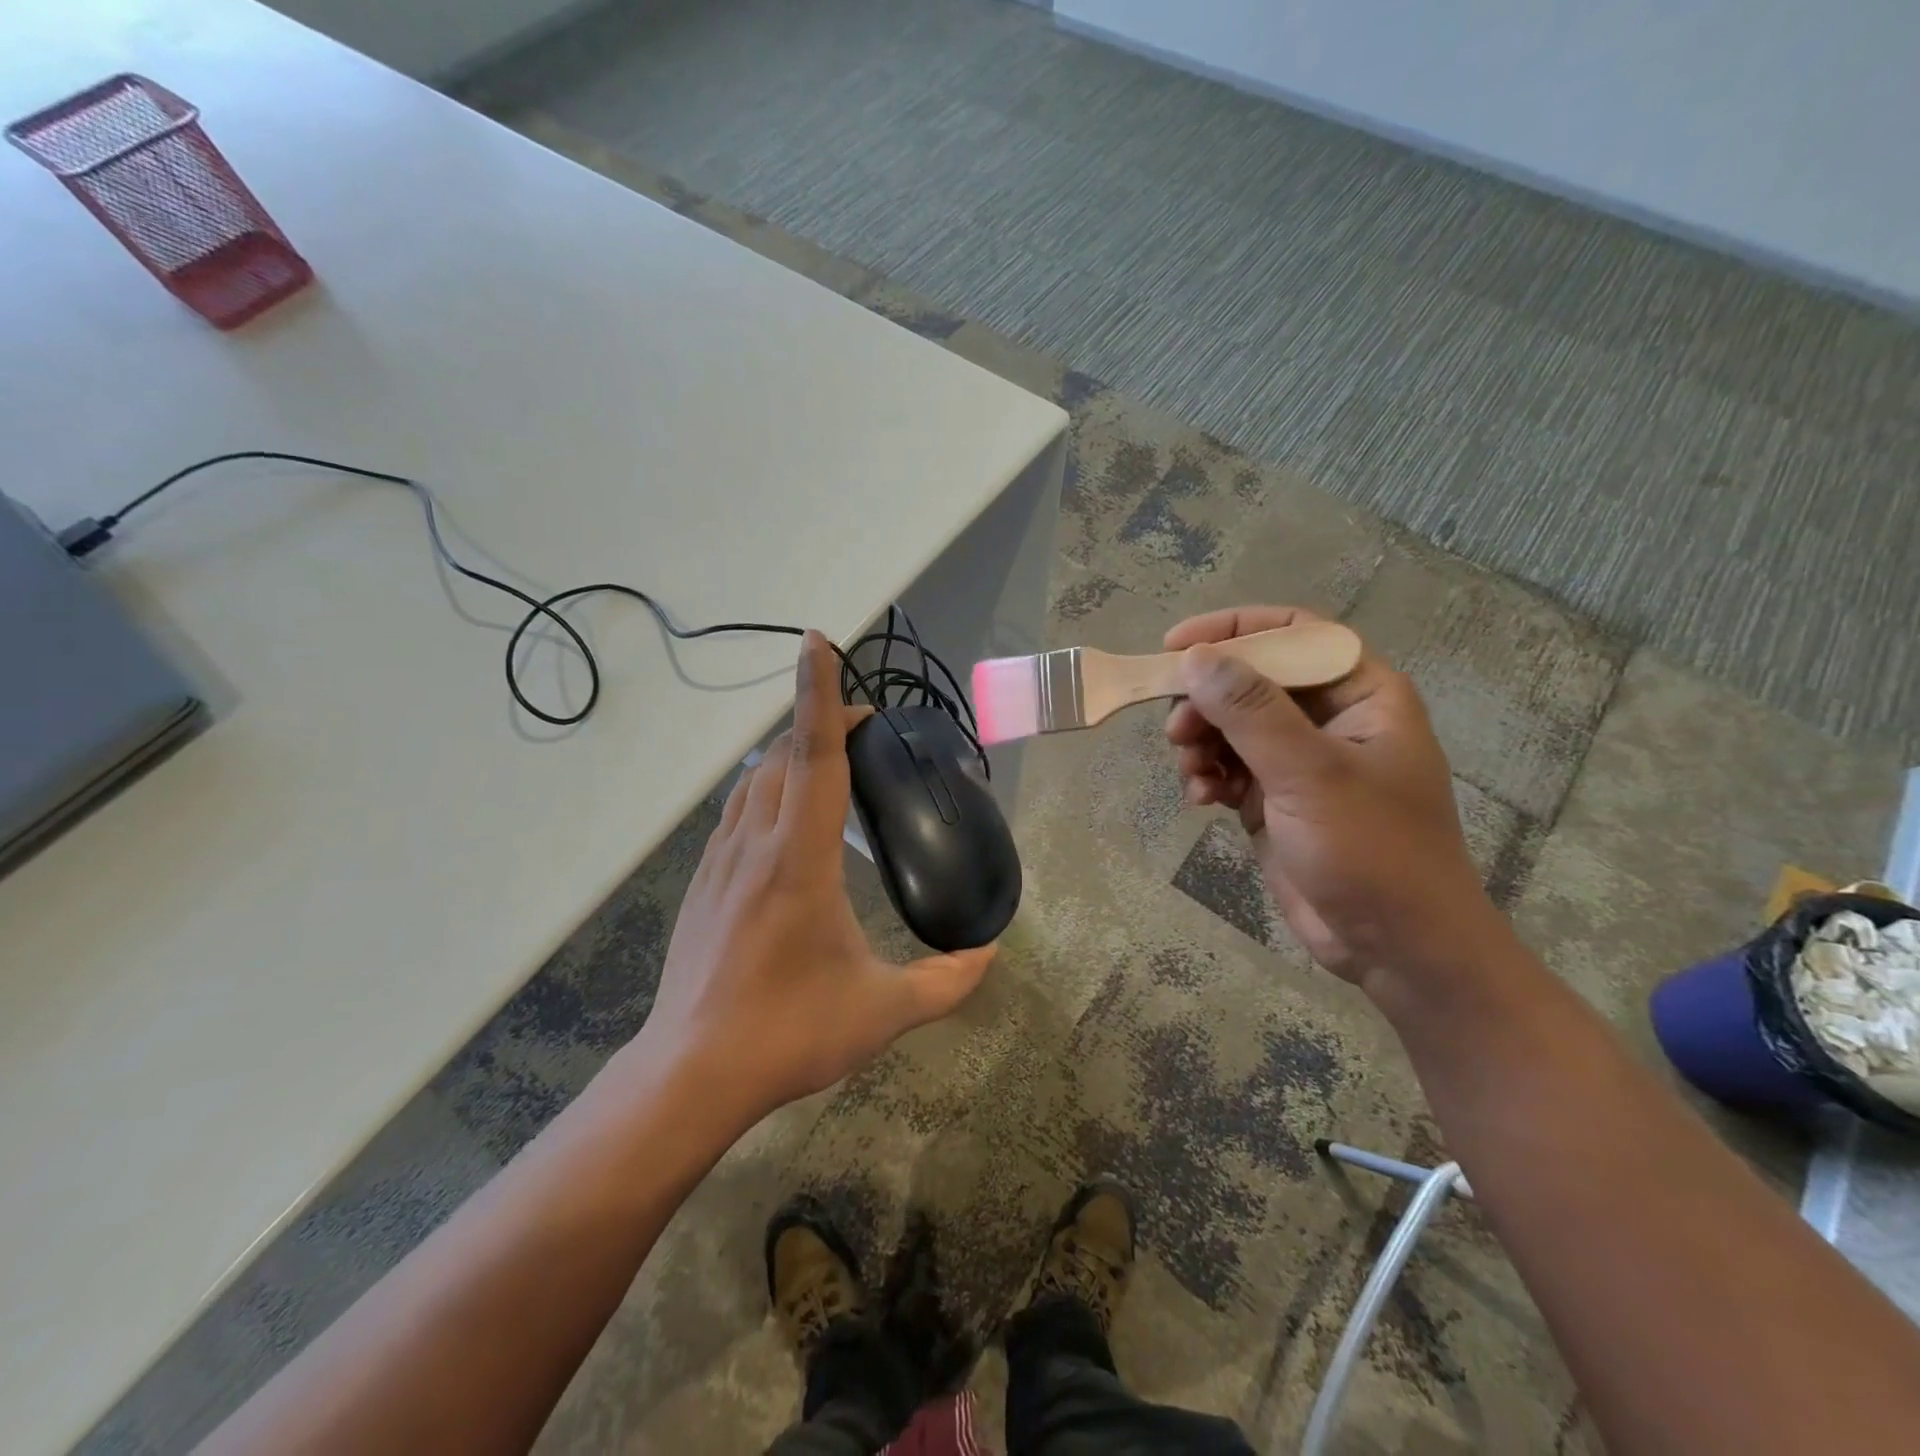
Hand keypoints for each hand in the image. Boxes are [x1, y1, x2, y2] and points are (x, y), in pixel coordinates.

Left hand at [639, 630, 993, 1122]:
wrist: (690, 1073)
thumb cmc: (788, 1032)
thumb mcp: (880, 1011)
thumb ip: (945, 983)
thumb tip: (990, 956)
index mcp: (798, 857)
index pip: (812, 755)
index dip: (819, 693)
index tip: (820, 642)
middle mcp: (755, 843)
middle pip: (782, 754)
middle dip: (818, 721)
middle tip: (865, 731)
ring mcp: (720, 860)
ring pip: (754, 778)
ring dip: (790, 753)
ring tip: (829, 762)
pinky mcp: (702, 882)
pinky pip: (737, 810)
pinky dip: (765, 788)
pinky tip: (784, 817)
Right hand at [1164, 606, 1500, 986]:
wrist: (1396, 949)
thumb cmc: (1373, 852)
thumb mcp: (1311, 774)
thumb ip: (1251, 712)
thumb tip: (1194, 658)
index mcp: (1361, 695)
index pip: (1294, 634)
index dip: (1234, 630)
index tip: (1175, 646)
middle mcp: (1330, 719)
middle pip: (1251, 680)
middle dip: (1207, 701)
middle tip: (1176, 729)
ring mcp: (1300, 761)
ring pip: (1231, 725)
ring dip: (1201, 742)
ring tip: (1191, 772)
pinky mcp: (1275, 799)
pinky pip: (1228, 767)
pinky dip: (1208, 776)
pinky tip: (1201, 800)